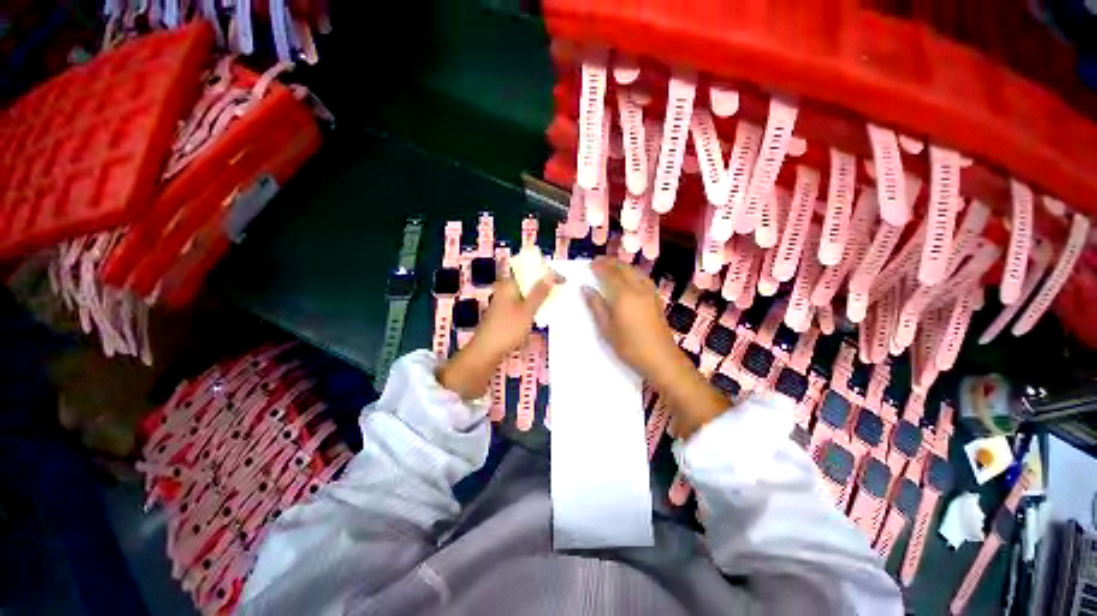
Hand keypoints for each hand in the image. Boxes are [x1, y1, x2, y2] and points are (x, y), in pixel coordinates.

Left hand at [437, 275, 556, 399]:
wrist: (486, 352)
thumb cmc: (507, 329)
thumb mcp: (527, 311)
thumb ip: (539, 293)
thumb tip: (551, 274)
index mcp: (508, 285)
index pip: (529, 271)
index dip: (546, 274)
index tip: (563, 280)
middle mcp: (505, 290)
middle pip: (527, 283)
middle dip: (544, 286)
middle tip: (562, 290)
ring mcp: (503, 303)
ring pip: (525, 295)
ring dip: (539, 298)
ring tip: (556, 301)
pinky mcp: (504, 315)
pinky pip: (522, 306)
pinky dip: (532, 308)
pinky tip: (541, 314)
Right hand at [583, 257, 680, 381]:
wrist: (660, 358)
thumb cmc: (629, 345)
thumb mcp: (606, 328)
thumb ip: (596, 306)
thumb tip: (586, 289)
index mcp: (624, 294)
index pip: (610, 273)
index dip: (600, 267)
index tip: (590, 264)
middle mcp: (638, 288)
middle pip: (624, 268)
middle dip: (611, 263)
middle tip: (599, 262)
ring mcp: (650, 293)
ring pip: (635, 271)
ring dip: (622, 266)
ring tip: (612, 268)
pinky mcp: (656, 299)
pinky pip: (643, 278)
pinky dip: (632, 273)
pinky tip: (629, 279)